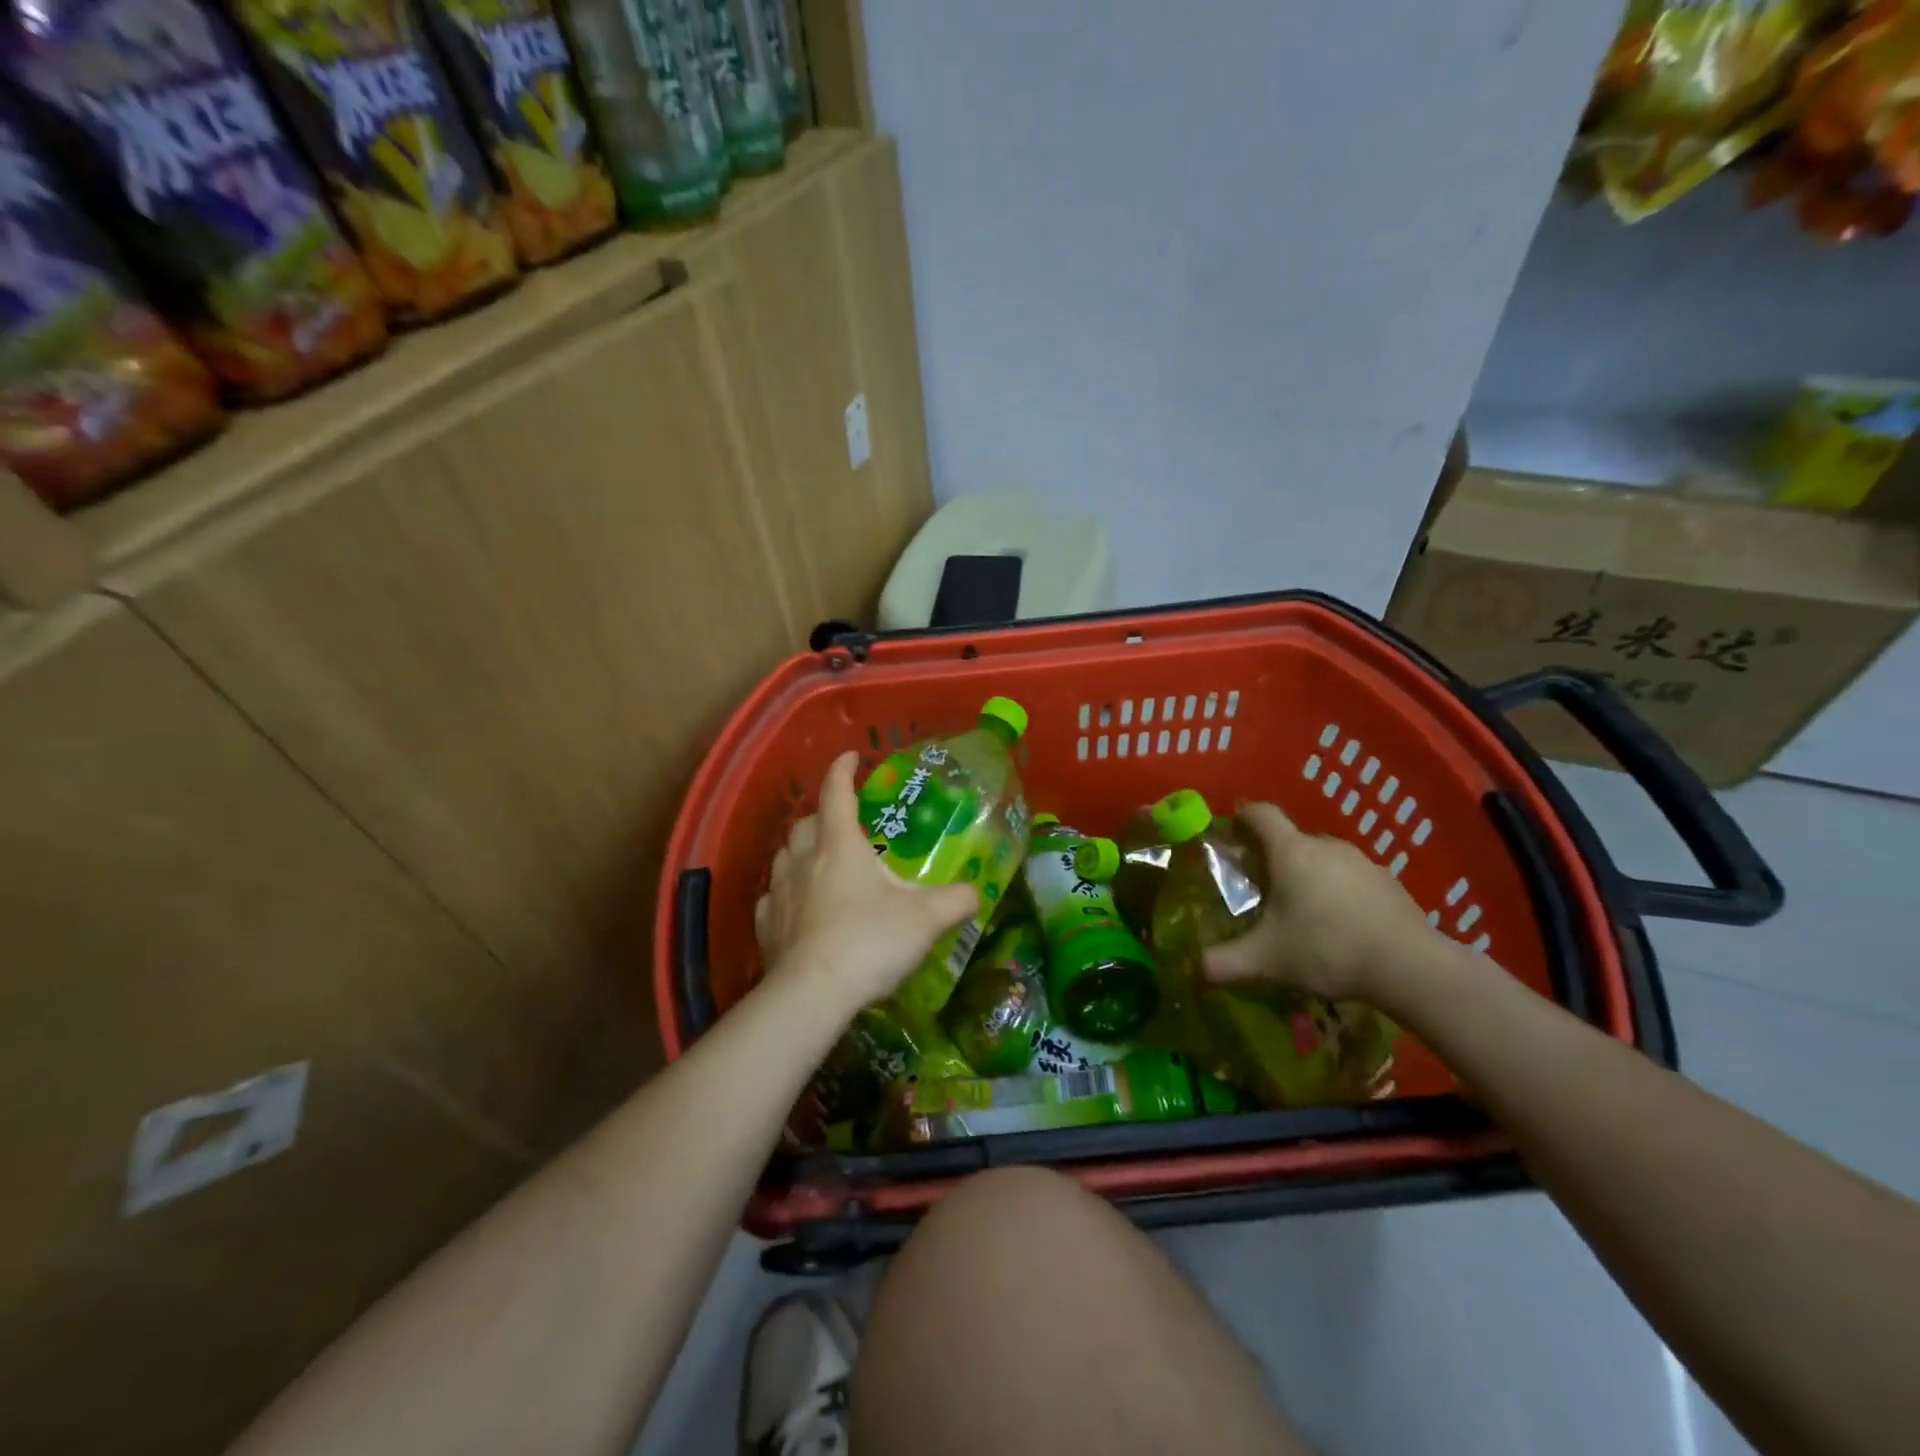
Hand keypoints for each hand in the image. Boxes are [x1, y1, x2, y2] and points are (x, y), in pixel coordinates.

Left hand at [755, 751, 979, 1014]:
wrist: (814, 994)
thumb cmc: (871, 941)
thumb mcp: (926, 919)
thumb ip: (956, 901)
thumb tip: (976, 893)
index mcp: (840, 845)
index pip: (836, 792)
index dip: (843, 770)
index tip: (851, 757)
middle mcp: (804, 860)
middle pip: (806, 823)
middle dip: (823, 814)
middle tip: (843, 823)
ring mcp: (779, 892)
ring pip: (784, 856)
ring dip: (801, 850)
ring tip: (819, 862)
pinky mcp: (767, 926)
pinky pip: (773, 897)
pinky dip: (786, 892)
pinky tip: (799, 907)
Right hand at [1202, 802, 1434, 1002]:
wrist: (1411, 967)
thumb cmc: (1326, 949)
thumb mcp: (1265, 960)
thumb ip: (1223, 963)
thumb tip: (1192, 970)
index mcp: (1290, 852)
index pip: (1260, 813)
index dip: (1241, 818)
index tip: (1231, 836)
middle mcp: (1325, 846)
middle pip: (1289, 839)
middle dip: (1271, 858)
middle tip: (1260, 892)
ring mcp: (1361, 862)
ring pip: (1321, 859)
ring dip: (1306, 877)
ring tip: (1301, 914)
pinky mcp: (1388, 883)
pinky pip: (1350, 878)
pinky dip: (1337, 893)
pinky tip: (1339, 927)